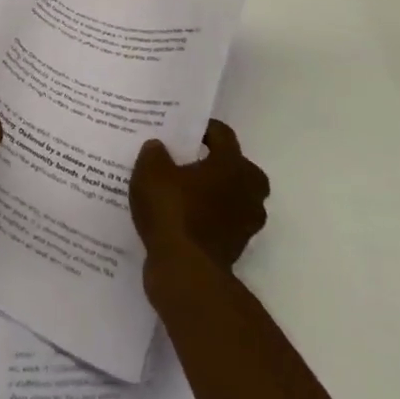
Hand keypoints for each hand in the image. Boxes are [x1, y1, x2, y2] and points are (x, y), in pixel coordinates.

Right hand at [130, 120, 269, 267]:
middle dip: (215, 162)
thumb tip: (159, 147)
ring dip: (214, 192)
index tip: (182, 129)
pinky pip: (223, 221)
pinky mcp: (236, 246)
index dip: (202, 128)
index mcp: (233, 165)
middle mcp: (248, 190)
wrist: (185, 270)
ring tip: (182, 190)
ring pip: (232, 196)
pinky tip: (181, 216)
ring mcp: (246, 222)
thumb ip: (154, 153)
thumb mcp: (150, 172)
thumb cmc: (172, 211)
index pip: (223, 134)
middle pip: (236, 166)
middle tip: (187, 160)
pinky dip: (208, 217)